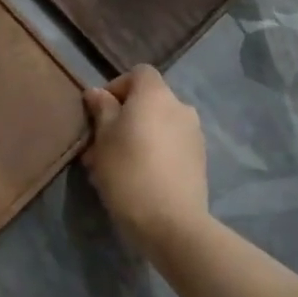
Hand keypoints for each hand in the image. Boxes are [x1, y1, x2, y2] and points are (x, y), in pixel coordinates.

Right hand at [82, 65, 210, 259]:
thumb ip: (102, 109)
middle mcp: (180, 106)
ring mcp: (194, 134)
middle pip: (148, 101)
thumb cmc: (129, 171)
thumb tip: (97, 92)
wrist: (172, 223)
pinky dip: (154, 153)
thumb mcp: (103, 137)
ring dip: (138, 138)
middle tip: (101, 147)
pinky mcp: (199, 161)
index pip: (138, 73)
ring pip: (158, 126)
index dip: (117, 87)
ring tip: (116, 168)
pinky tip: (138, 180)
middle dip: (124, 118)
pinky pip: (171, 146)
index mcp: (156, 94)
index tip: (99, 113)